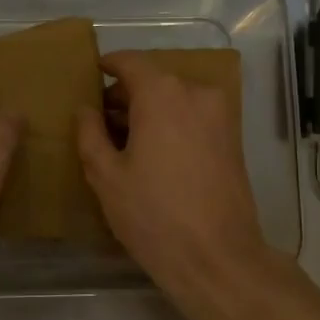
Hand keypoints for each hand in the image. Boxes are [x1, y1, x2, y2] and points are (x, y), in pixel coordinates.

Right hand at [75, 51, 273, 311]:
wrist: (217, 258)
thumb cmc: (153, 215)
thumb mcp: (106, 176)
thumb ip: (90, 133)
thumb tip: (86, 109)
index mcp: (162, 93)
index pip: (129, 62)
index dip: (107, 66)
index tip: (91, 74)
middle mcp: (195, 93)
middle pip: (154, 80)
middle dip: (126, 95)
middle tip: (100, 120)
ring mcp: (220, 115)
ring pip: (175, 99)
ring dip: (149, 111)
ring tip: (124, 142)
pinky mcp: (233, 138)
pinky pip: (193, 116)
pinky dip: (171, 123)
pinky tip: (153, 154)